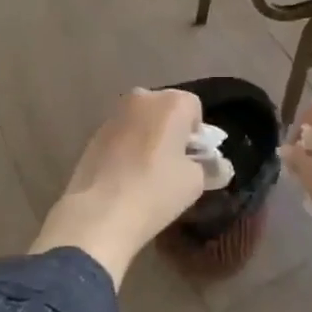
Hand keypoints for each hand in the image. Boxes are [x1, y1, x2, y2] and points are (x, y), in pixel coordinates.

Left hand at [30, 88, 205, 283]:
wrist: (99, 213)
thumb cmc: (156, 190)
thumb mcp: (195, 183)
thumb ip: (209, 167)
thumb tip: (218, 166)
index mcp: (171, 102)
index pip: (194, 108)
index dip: (197, 135)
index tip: (193, 160)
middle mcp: (142, 98)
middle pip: (166, 110)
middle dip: (172, 131)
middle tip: (173, 164)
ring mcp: (114, 114)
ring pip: (142, 121)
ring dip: (148, 138)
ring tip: (147, 172)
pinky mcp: (93, 133)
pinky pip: (122, 134)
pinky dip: (128, 147)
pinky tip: (126, 175)